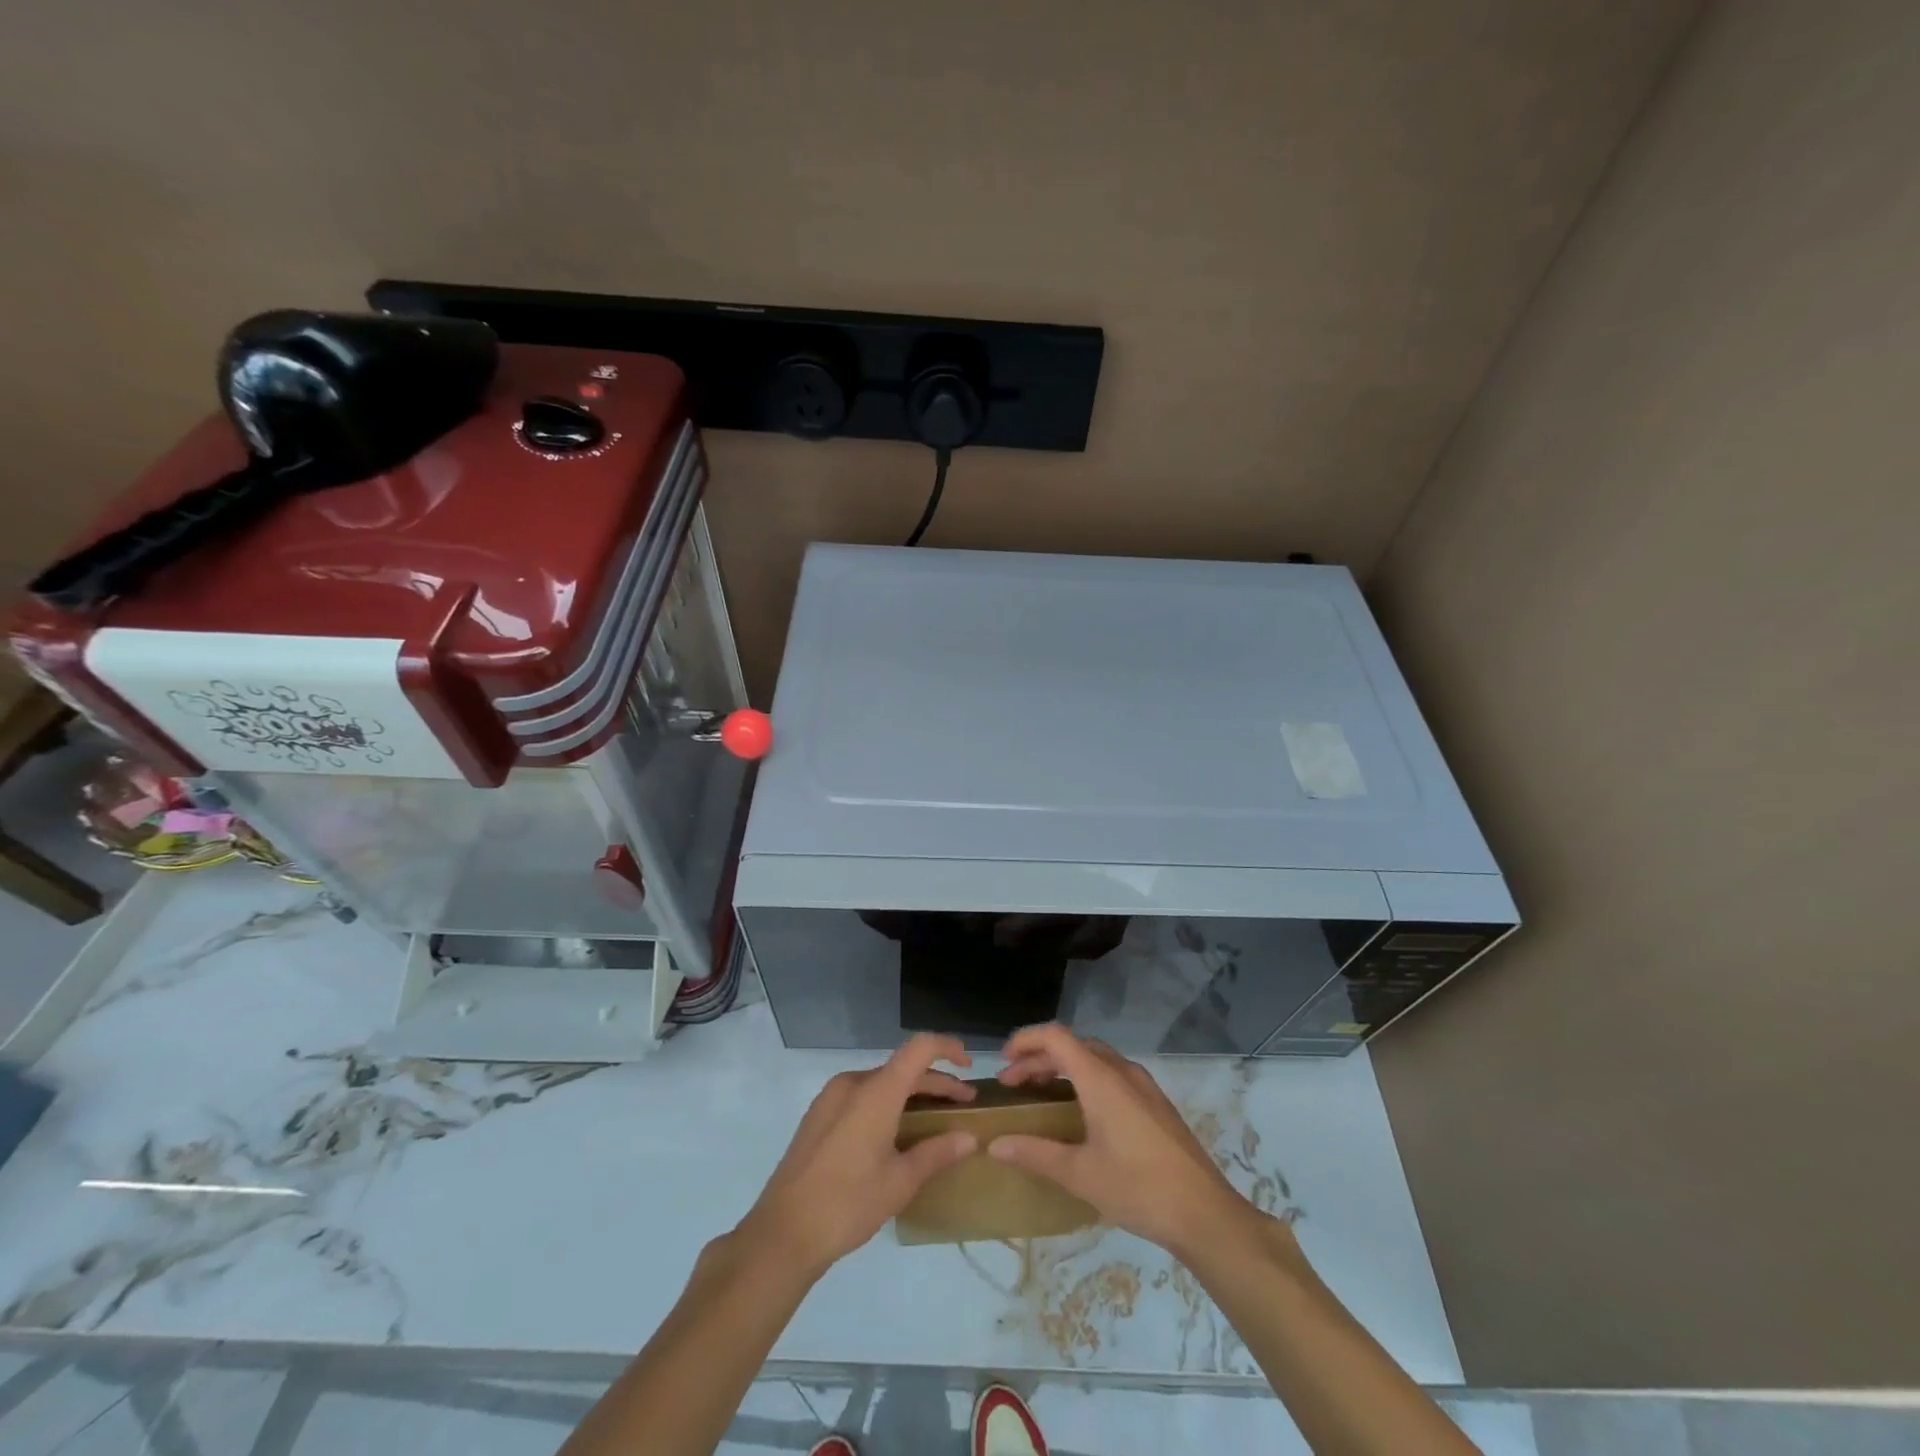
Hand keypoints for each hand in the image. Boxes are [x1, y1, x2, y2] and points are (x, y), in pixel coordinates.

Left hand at [735, 1034, 979, 1278]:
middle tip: (964, 1105)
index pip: (919, 1048)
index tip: (969, 1065)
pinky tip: (897, 1132)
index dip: (947, 1048)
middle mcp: (853, 1083)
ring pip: (882, 1083)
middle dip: (937, 1083)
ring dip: (911, 1094)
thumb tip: (969, 1138)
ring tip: (934, 1120)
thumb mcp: (900, 1182)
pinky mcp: (819, 1115)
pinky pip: (862, 1096)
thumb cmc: (847, 1204)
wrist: (782, 1233)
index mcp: (876, 1091)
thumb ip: (937, 1153)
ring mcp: (831, 1097)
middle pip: (903, 1069)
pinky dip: (887, 1103)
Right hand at [989, 1023, 1253, 1255]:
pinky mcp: (1156, 1102)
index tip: (1003, 1061)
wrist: (1204, 1213)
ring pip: (1095, 1058)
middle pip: (1074, 1046)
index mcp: (1101, 1078)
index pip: (1056, 1037)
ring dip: (1064, 1067)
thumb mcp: (1079, 1174)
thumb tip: (994, 1145)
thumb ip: (1035, 1154)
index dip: (1026, 1040)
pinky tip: (1081, 1110)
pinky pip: (1112, 1073)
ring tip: (1042, 1092)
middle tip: (1014, 1083)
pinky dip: (1086, 1078)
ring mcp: (1143, 1085)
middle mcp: (1122, 1071)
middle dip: (1040, 1058)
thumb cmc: (1138, 1188)